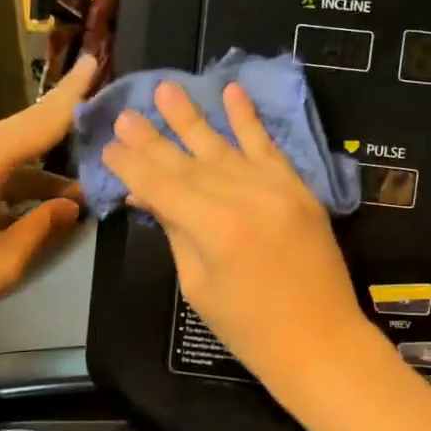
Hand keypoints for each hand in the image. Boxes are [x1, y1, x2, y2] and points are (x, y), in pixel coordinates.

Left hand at [0, 56, 98, 344]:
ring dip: (42, 172)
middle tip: (103, 127)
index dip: (73, 93)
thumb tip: (71, 205)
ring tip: (79, 193)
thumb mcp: (4, 260)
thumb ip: (44, 226)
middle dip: (64, 130)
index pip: (41, 119)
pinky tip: (38, 206)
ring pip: (9, 155)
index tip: (94, 61)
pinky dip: (17, 182)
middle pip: (26, 131)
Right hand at [102, 80, 372, 389]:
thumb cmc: (250, 328)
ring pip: (224, 147)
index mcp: (214, 228)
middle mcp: (244, 197)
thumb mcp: (199, 285)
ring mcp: (276, 188)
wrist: (321, 341)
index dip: (133, 165)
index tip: (109, 145)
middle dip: (153, 139)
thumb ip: (176, 232)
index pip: (162, 186)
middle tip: (126, 114)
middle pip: (188, 162)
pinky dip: (249, 120)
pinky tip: (233, 91)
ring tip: (167, 89)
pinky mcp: (299, 188)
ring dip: (193, 118)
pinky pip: (269, 148)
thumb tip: (148, 196)